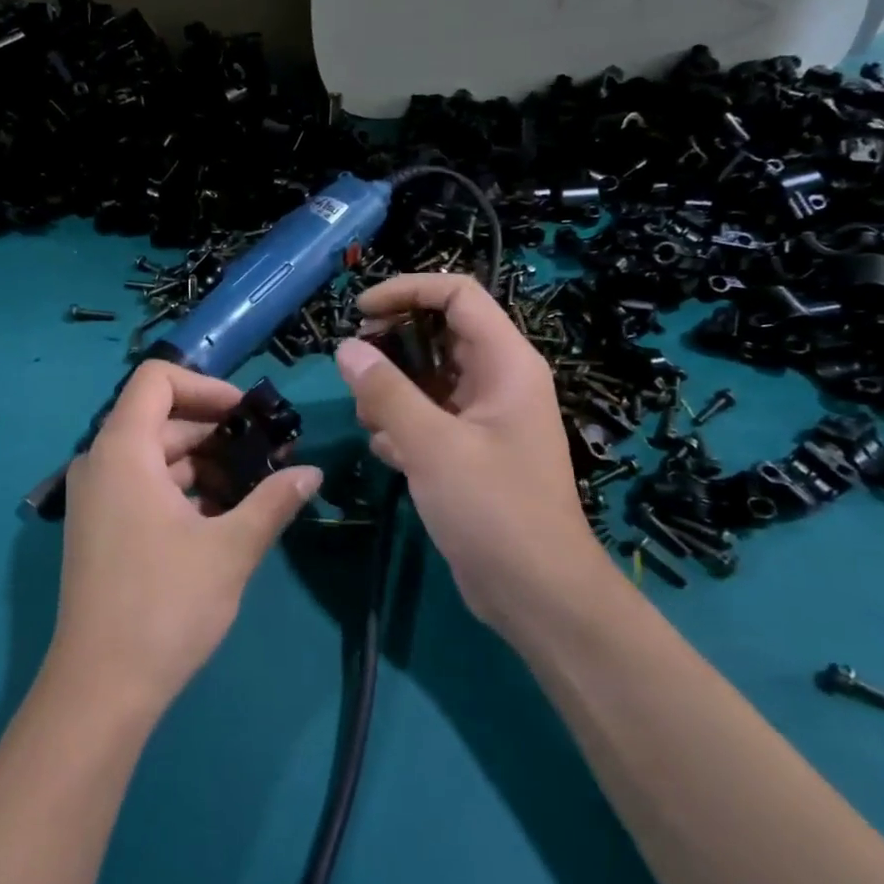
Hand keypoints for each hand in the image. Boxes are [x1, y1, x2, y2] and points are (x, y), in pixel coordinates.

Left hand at [52, 362, 322, 716]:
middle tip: (268, 457)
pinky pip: (143, 486)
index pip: (157, 379)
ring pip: (155, 456)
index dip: (207, 386)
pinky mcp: (100, 527)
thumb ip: (273, 501)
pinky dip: (182, 490)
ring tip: (254, 490)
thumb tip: (312, 473)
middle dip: (216, 432)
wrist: (102, 687)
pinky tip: (222, 518)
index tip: (249, 415)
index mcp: (122, 451)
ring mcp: (96, 497)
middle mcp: (100, 463)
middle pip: (160, 419)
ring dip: (204, 464)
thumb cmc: (165, 605)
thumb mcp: (231, 549)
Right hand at [333, 274, 601, 626]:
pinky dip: (404, 426)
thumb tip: (347, 348)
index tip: (360, 312)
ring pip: (429, 379)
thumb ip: (386, 392)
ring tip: (370, 421)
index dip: (407, 291)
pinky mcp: (472, 451)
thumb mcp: (432, 445)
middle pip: (440, 334)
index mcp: (506, 364)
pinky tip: (389, 454)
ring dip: (393, 391)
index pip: (458, 295)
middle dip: (393, 347)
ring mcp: (486, 418)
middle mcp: (499, 381)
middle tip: (356, 371)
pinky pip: (430, 417)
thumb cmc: (493, 509)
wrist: (536, 592)